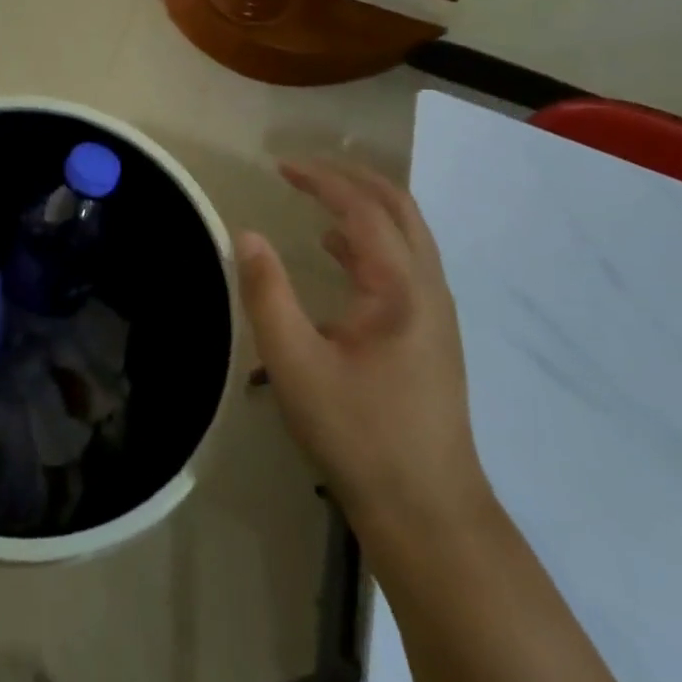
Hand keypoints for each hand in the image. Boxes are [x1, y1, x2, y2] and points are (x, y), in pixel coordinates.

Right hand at [238, 160, 490, 537]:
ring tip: (317, 195)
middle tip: (305, 167)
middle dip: (353, 178)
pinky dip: (368, 239)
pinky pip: (402, 263)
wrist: (429, 515)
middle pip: (398, 209)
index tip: (280, 166)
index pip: (363, 209)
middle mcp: (428, 289)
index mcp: (401, 289)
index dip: (321, 179)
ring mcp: (435, 313)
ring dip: (364, 204)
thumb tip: (246, 235)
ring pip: (406, 235)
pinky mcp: (430, 335)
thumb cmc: (359, 435)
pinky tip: (335, 251)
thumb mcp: (295, 364)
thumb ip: (267, 293)